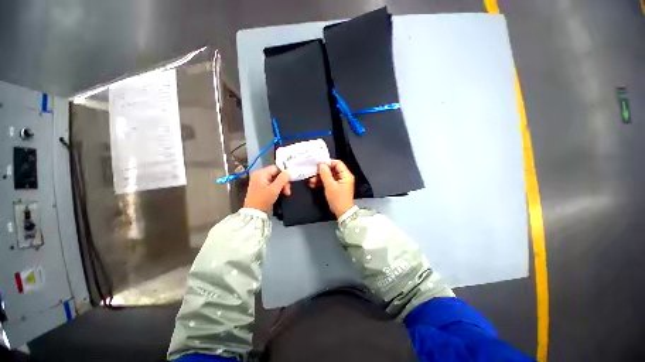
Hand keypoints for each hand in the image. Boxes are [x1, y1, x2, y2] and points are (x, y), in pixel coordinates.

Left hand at [243, 165, 290, 212]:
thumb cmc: (263, 200)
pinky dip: (277, 188)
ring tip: (286, 194)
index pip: (276, 168)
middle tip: (288, 191)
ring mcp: (259, 181)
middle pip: (276, 174)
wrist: (254, 213)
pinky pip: (272, 184)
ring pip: (275, 179)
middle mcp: (259, 175)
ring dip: (282, 186)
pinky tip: (281, 193)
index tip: (289, 183)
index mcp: (261, 173)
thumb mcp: (274, 189)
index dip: (284, 174)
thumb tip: (288, 171)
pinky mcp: (261, 187)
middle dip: (283, 182)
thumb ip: (282, 179)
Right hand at [308, 159, 354, 217]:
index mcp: (346, 175)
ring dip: (320, 178)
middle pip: (332, 169)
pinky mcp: (336, 187)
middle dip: (322, 172)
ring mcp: (340, 182)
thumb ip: (325, 174)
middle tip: (313, 173)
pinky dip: (322, 182)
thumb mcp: (330, 186)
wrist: (342, 213)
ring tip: (311, 181)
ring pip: (329, 176)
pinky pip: (329, 182)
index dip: (328, 163)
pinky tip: (314, 184)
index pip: (337, 163)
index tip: (318, 165)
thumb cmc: (338, 199)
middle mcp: (344, 177)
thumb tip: (321, 164)